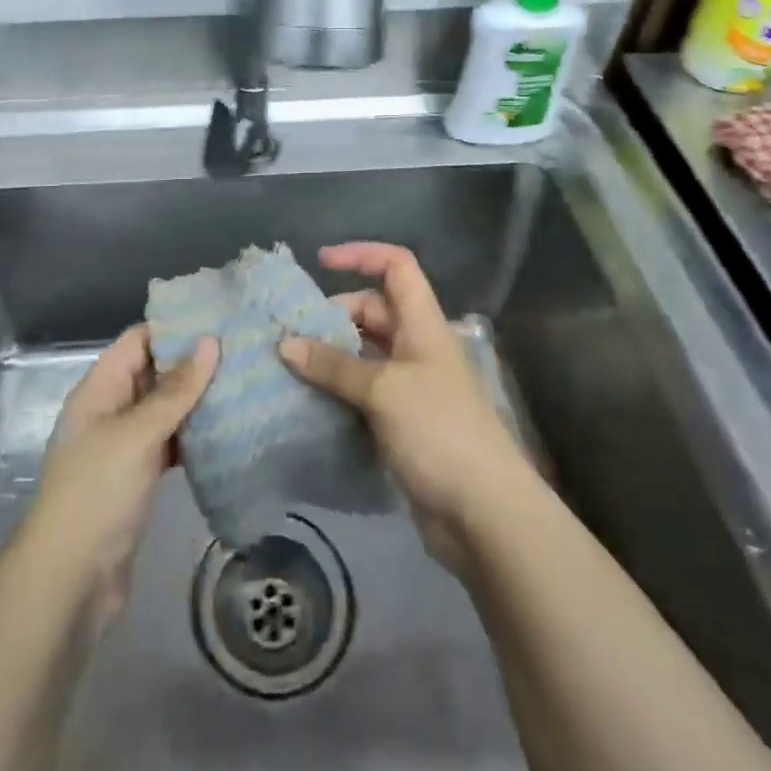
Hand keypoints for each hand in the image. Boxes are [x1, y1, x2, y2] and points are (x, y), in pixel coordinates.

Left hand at [27, 326, 218, 632]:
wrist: (70, 581)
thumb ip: (176, 390)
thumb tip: (211, 341)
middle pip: (154, 371)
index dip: (174, 326)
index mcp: (100, 389)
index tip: (219, 316)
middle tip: (243, 348)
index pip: (138, 339)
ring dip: (198, 398)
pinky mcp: (139, 478)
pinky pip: (171, 443)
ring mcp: (125, 445)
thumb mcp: (137, 433)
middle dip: (193, 360)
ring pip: (165, 408)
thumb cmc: (98, 492)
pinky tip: (229, 429)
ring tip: (244, 380)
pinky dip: (195, 435)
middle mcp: (111, 409)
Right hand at [279, 242, 532, 574]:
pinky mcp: (402, 425)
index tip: (320, 262)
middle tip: (291, 333)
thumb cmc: (439, 431)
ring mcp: (411, 388)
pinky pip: (363, 394)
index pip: (396, 267)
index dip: (361, 255)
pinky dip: (337, 393)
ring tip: (288, 366)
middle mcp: (417, 348)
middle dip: (333, 315)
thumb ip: (334, 365)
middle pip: (373, 311)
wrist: (484, 515)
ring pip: (364, 355)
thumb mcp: (383, 390)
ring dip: (330, 358)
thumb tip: (285, 344)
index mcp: (422, 325)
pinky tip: (307, 403)